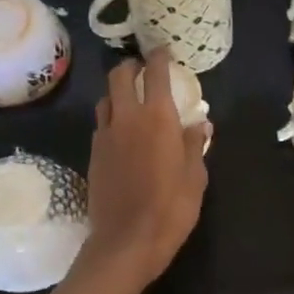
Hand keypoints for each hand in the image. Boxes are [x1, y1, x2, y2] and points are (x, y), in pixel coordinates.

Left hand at [81, 50, 209, 288]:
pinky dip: (111, 118)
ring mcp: (105, 136)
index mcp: (158, 118)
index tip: (163, 52)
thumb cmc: (171, 208)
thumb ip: (195, 144)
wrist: (126, 241)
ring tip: (130, 101)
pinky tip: (121, 132)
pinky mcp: (93, 154)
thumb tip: (201, 123)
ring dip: (117, 92)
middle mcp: (127, 118)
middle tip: (142, 70)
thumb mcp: (196, 177)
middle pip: (119, 76)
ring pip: (105, 99)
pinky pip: (100, 124)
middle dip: (130, 67)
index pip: (155, 74)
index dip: (159, 58)